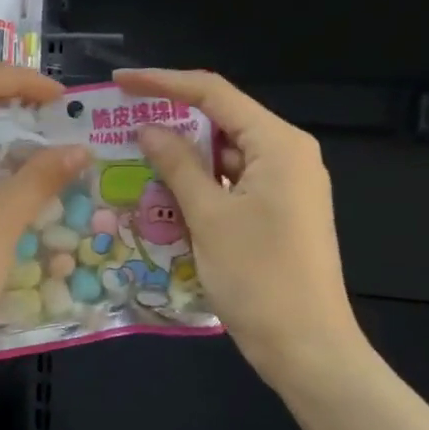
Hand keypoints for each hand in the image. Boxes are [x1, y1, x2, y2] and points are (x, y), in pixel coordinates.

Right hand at [116, 68, 366, 393]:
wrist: (307, 347)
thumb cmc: (258, 278)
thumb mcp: (209, 217)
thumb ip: (178, 165)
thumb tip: (148, 128)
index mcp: (278, 144)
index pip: (214, 93)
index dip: (164, 82)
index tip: (121, 82)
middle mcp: (288, 154)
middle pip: (223, 120)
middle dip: (173, 120)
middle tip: (122, 123)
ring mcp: (288, 183)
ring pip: (226, 154)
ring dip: (185, 157)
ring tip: (135, 158)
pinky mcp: (281, 210)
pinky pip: (235, 182)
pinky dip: (202, 184)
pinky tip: (166, 193)